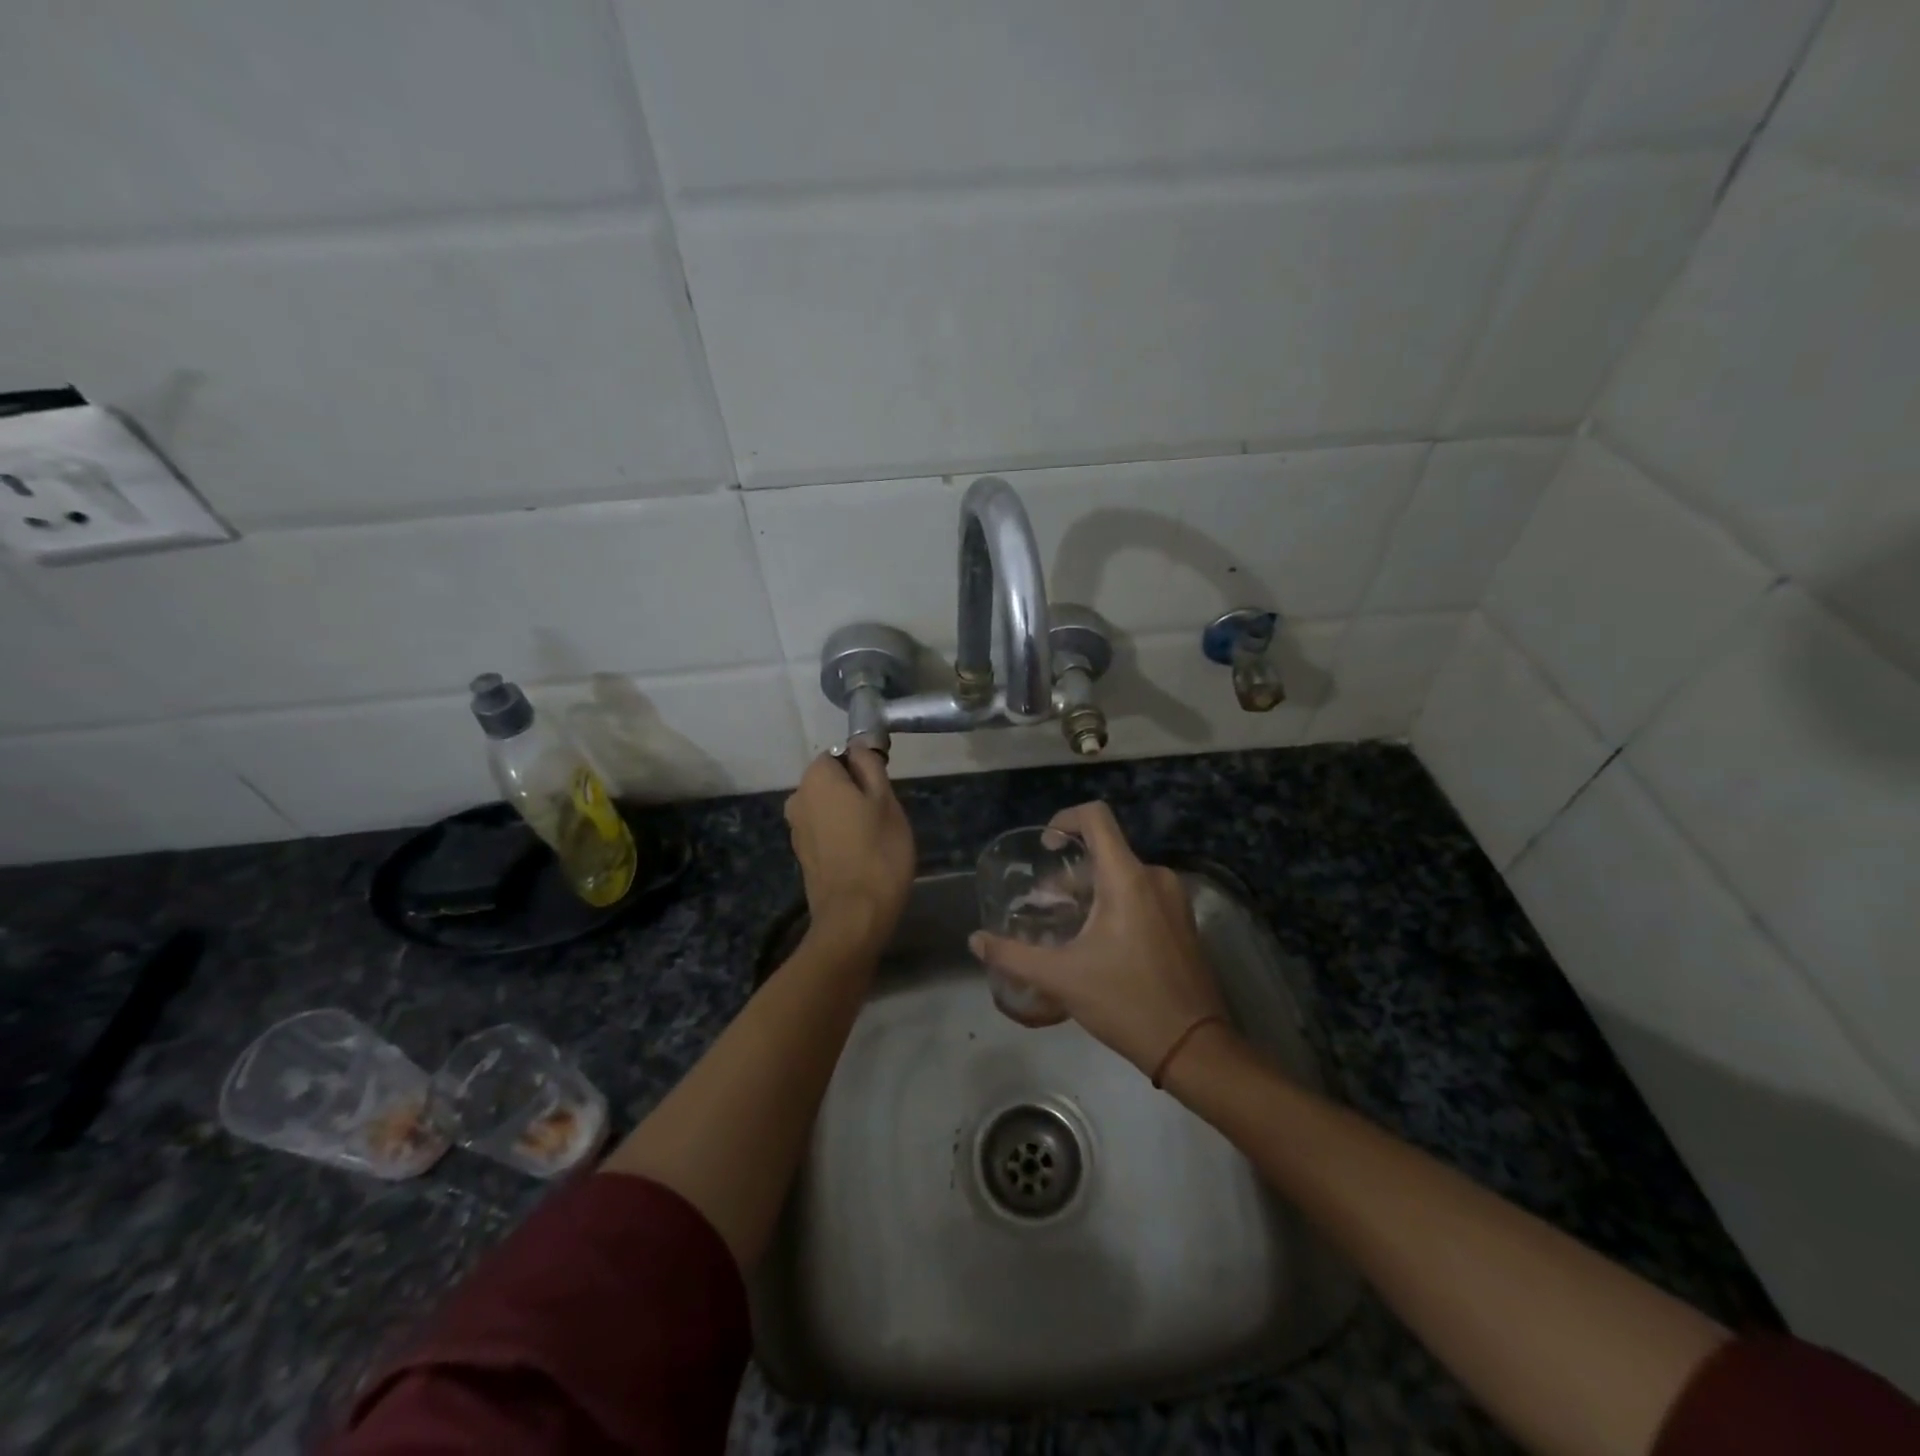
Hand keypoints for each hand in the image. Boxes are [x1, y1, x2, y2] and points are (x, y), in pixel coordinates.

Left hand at [783, 748, 914, 951]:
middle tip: (884, 816)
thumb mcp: (886, 800)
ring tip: (876, 838)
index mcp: (816, 778)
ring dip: (848, 815)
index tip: (883, 790)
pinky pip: (824, 831)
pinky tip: (861, 855)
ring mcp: (796, 829)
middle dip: (855, 792)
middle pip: (831, 782)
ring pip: (828, 808)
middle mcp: (798, 798)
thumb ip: (870, 766)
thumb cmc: (878, 851)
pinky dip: (840, 836)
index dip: (863, 768)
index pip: (839, 755)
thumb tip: (858, 747)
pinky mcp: (802, 855)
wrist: (855, 916)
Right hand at [969, 802, 1229, 1076]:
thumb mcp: (1061, 978)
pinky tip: (1096, 942)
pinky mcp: (1182, 921)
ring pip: (1123, 875)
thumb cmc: (1125, 1002)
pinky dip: (1114, 904)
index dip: (1064, 819)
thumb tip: (975, 940)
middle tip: (1044, 905)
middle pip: (1105, 852)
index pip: (1095, 817)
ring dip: (1090, 891)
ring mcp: (1173, 899)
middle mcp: (1154, 878)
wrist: (1193, 1046)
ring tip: (1065, 926)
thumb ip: (1012, 955)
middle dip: (1069, 873)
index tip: (1045, 847)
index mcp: (1127, 878)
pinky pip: (1142, 894)